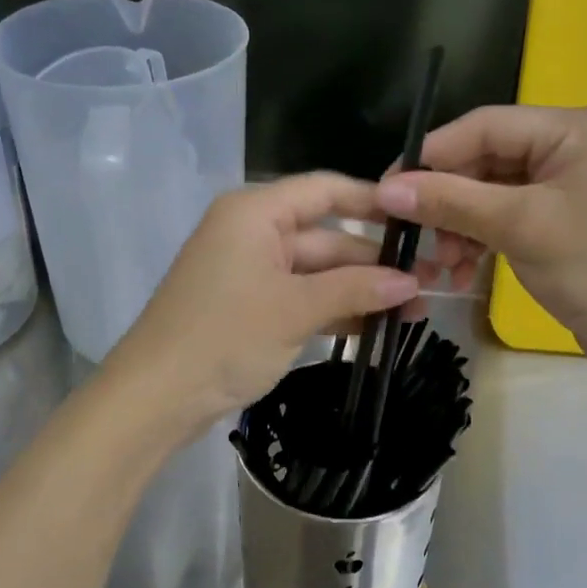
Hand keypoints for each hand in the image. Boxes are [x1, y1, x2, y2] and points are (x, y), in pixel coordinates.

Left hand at [105, 173, 420, 437]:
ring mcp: (250, 272)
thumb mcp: (295, 309)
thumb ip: (356, 289)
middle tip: (431, 283)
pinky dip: (334, 310)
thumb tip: (413, 283)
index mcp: (255, 212)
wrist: (155, 397)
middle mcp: (253, 233)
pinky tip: (377, 328)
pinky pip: (301, 298)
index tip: (421, 221)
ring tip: (415, 311)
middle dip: (375, 262)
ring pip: (317, 272)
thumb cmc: (224, 336)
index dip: (374, 202)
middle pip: (325, 236)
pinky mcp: (250, 307)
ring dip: (360, 290)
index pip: (325, 190)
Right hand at [378, 105, 586, 379]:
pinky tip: (461, 273)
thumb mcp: (519, 227)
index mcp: (572, 129)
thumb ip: (450, 202)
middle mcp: (570, 148)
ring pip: (489, 195)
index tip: (386, 189)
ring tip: (440, 265)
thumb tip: (385, 189)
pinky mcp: (560, 223)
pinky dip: (479, 242)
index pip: (483, 126)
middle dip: (446, 201)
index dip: (431, 156)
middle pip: (484, 161)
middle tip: (412, 236)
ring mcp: (566, 188)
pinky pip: (505, 220)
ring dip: (458, 228)